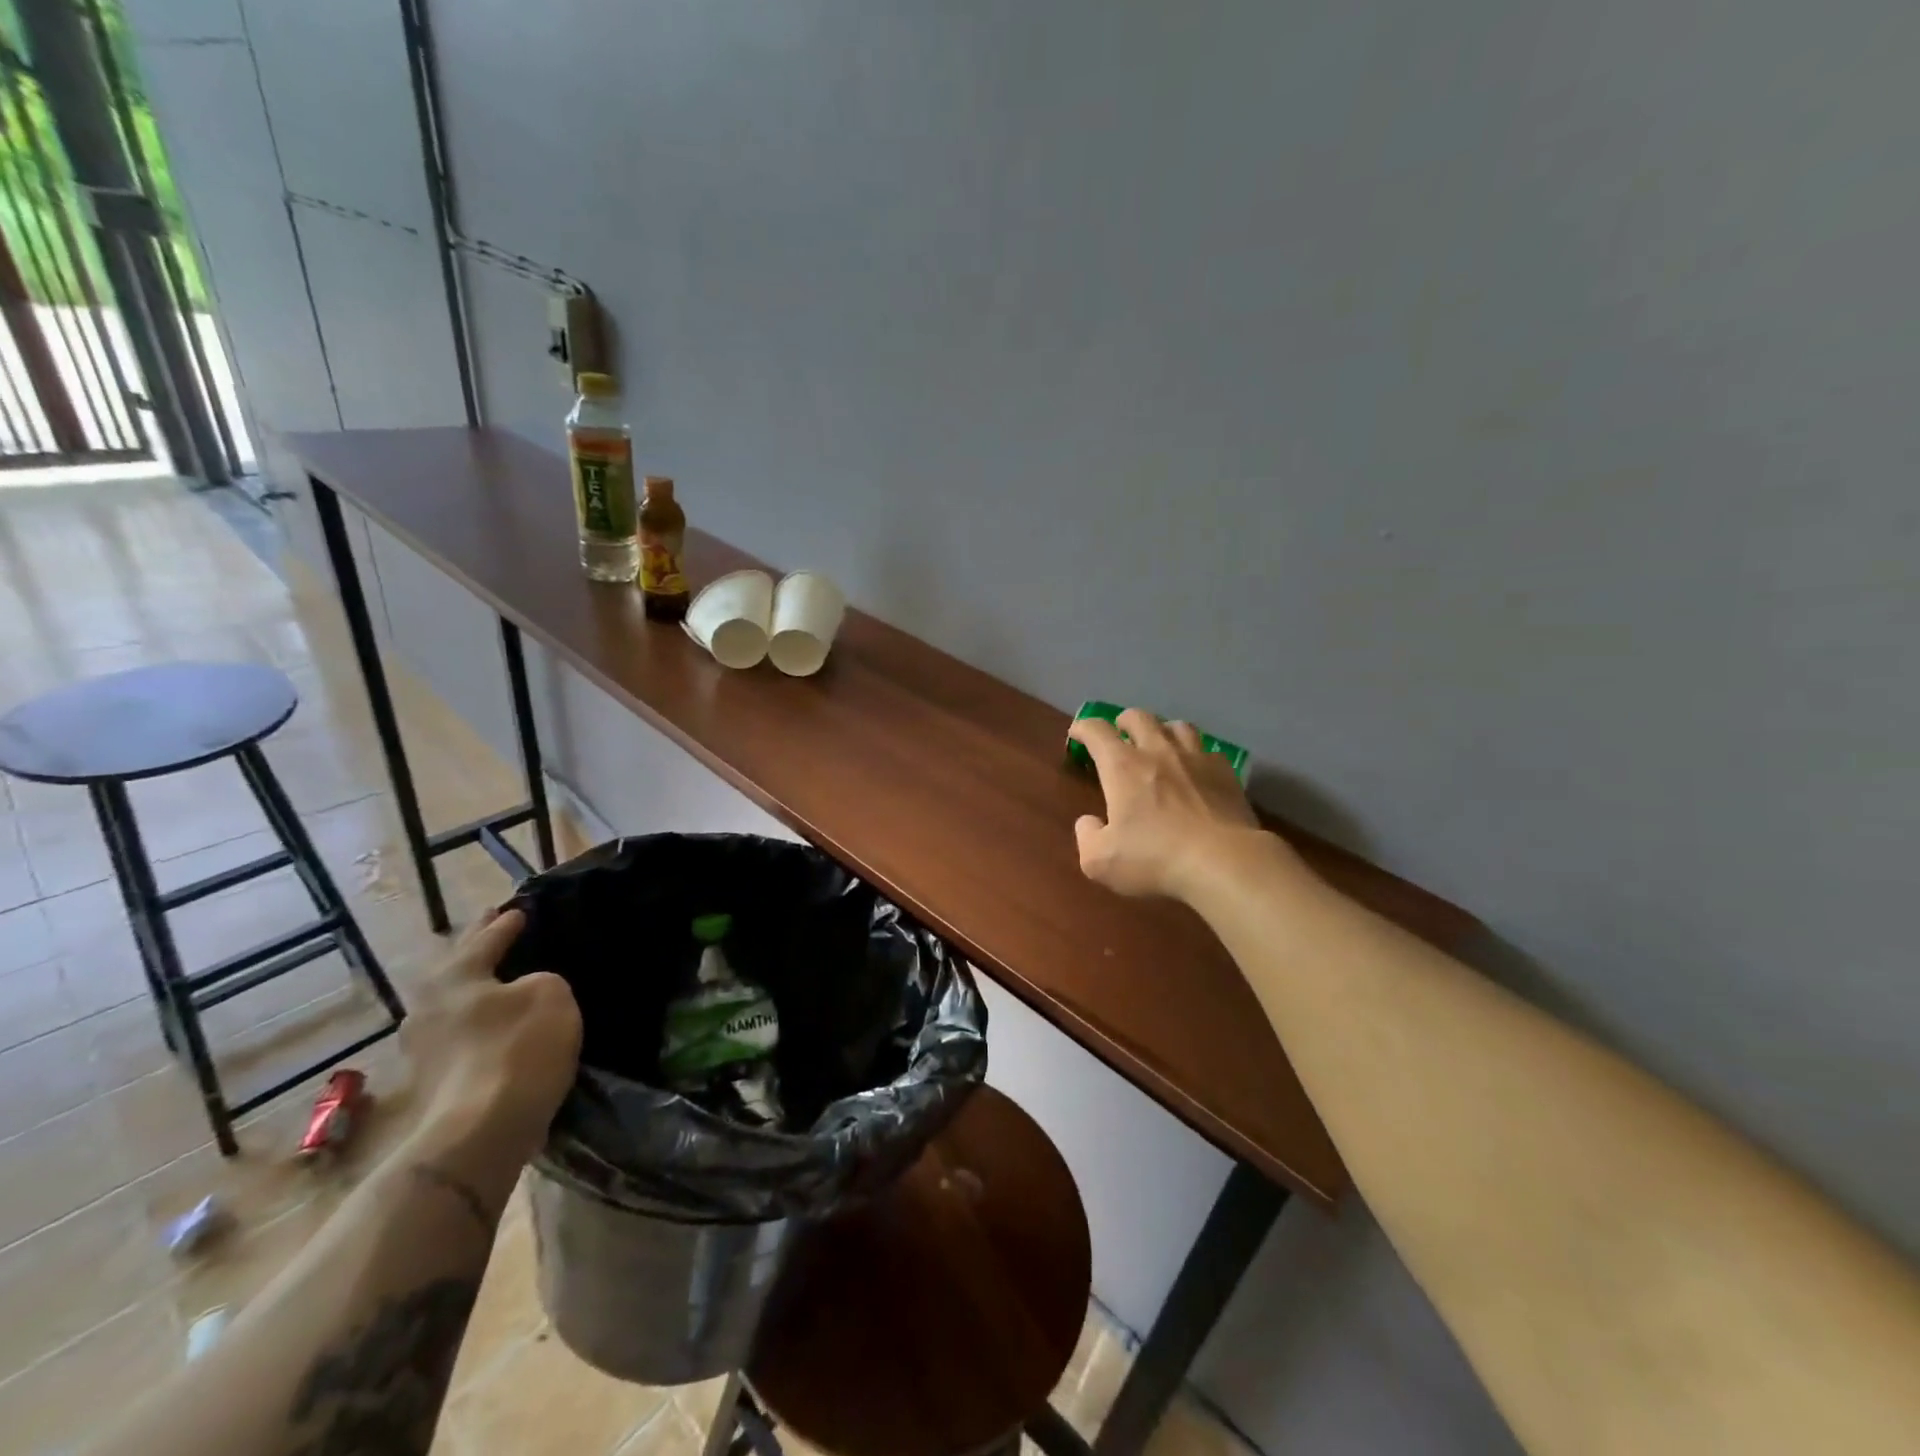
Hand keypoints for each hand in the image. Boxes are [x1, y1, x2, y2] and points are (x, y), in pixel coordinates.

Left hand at [401, 908, 581, 1172]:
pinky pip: (464, 1038)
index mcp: (455, 976)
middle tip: (498, 934)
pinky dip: (482, 1026)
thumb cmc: (517, 1048)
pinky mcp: (435, 1084)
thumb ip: (541, 981)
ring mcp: (425, 1051)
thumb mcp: (550, 994)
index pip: (485, 938)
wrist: (480, 1134)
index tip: (519, 910)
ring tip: (504, 983)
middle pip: (460, 971)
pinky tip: (501, 1027)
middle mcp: (429, 1008)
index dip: (506, 923)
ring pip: (458, 1007)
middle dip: (479, 953)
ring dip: (480, 994)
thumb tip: (524, 993)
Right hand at [1069, 710, 1263, 900]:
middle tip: (1121, 736)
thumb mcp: (1100, 861)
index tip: (1078, 734)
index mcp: (1122, 767)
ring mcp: (1196, 758)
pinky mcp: (1226, 773)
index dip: (1083, 728)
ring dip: (1162, 730)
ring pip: (1177, 725)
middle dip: (1124, 722)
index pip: (1096, 731)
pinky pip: (1208, 750)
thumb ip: (1087, 837)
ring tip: (1160, 746)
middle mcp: (1158, 751)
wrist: (1224, 863)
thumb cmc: (1155, 859)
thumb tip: (1088, 822)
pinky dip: (1196, 754)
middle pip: (1138, 717)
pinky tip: (1197, 770)